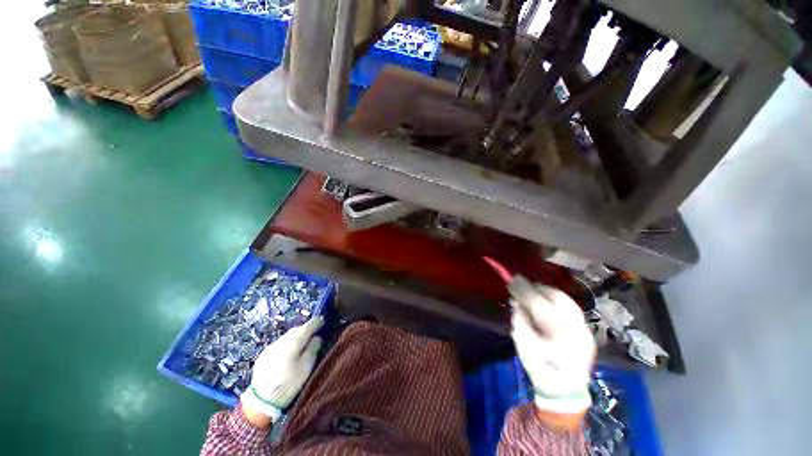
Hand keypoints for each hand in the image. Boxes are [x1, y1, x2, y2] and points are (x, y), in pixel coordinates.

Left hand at [240, 317, 323, 422]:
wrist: (261, 400)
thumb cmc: (289, 383)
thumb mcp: (306, 367)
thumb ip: (313, 349)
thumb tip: (316, 338)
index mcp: (294, 341)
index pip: (308, 326)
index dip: (317, 322)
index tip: (323, 319)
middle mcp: (282, 340)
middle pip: (297, 330)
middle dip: (306, 329)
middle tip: (315, 331)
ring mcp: (271, 347)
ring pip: (287, 337)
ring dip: (296, 336)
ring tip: (303, 342)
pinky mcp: (264, 355)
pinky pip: (280, 344)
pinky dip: (287, 344)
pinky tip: (289, 353)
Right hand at [512, 284, 594, 415]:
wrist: (565, 391)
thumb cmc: (540, 368)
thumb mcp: (523, 344)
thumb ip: (519, 319)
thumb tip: (516, 301)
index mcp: (556, 335)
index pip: (539, 303)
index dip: (525, 289)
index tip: (513, 279)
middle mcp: (575, 328)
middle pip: (557, 297)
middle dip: (538, 287)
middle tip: (522, 283)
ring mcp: (585, 329)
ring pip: (566, 300)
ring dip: (548, 292)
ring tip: (533, 289)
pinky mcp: (587, 330)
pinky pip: (571, 307)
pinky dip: (557, 300)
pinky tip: (547, 300)